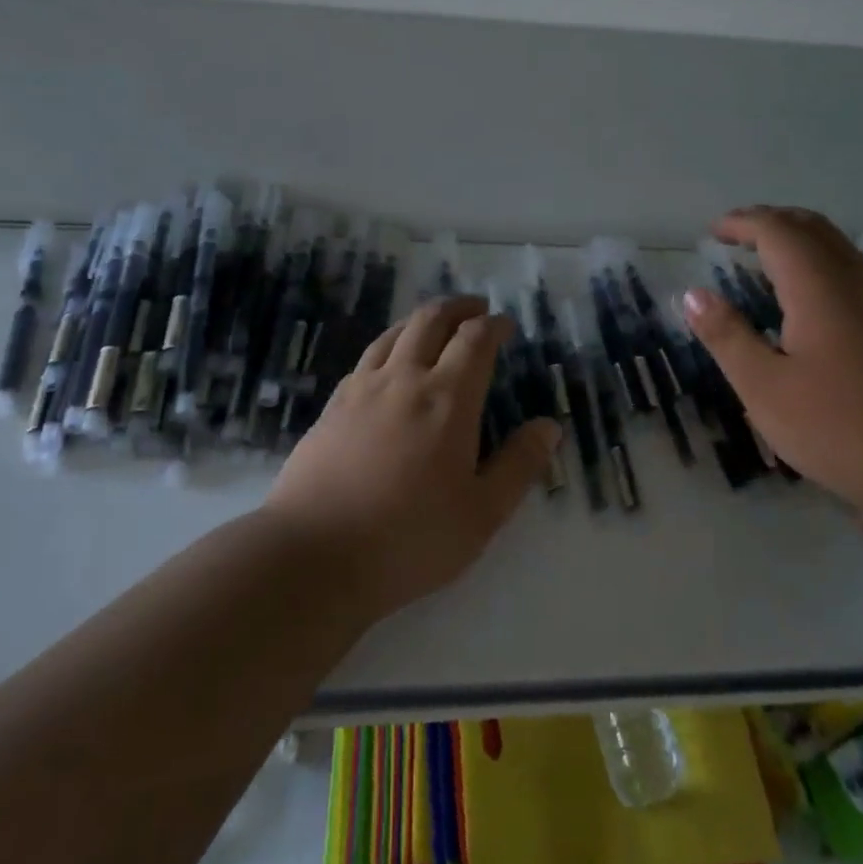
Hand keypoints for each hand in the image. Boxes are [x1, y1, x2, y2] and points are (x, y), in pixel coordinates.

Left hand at [263, 294, 560, 621]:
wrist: (313, 556)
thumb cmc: (409, 539)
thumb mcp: (482, 514)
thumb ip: (519, 465)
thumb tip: (549, 426)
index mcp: (447, 399)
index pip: (475, 340)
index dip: (494, 325)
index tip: (506, 325)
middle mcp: (404, 380)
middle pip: (431, 320)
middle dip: (458, 307)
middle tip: (475, 309)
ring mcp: (361, 390)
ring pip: (394, 333)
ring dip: (421, 320)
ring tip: (435, 324)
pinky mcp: (331, 407)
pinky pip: (367, 358)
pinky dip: (389, 345)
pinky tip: (389, 364)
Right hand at [682, 206, 862, 503]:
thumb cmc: (838, 427)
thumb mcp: (764, 388)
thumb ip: (727, 336)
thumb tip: (693, 295)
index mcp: (819, 287)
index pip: (777, 231)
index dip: (743, 223)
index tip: (713, 231)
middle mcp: (854, 281)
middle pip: (812, 227)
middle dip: (771, 221)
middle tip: (736, 234)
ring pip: (837, 247)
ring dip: (798, 239)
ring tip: (765, 259)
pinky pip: (851, 270)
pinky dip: (818, 262)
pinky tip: (806, 299)